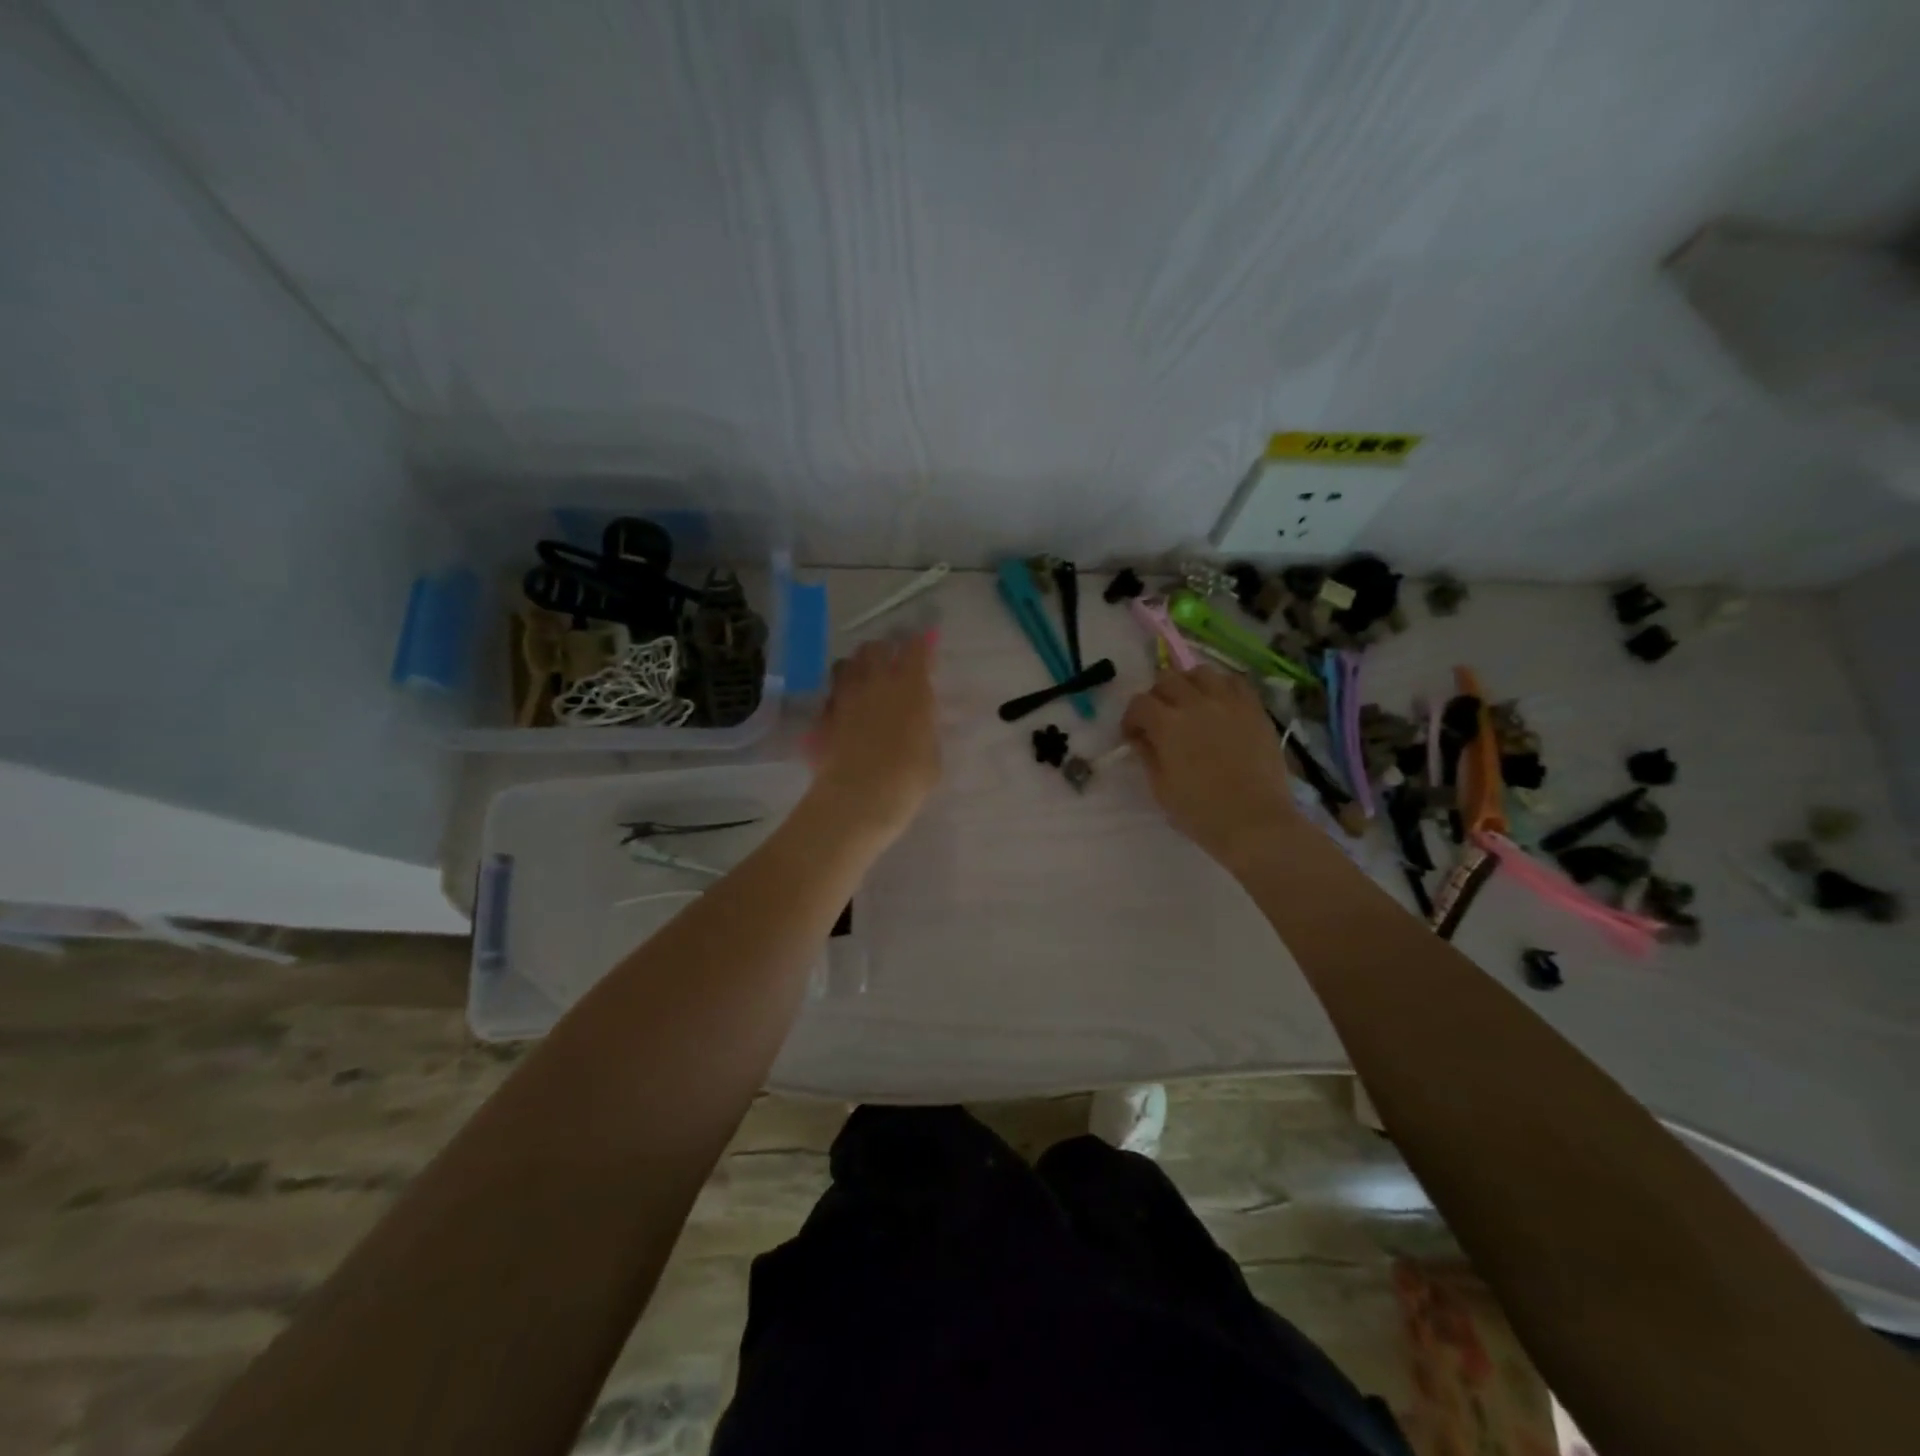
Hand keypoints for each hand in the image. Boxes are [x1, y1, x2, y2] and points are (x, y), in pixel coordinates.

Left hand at [808, 635, 942, 841]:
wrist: (858, 798)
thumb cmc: (908, 778)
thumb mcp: (932, 754)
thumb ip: (925, 729)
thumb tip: (921, 722)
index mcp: (910, 686)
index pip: (916, 649)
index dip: (920, 644)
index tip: (924, 644)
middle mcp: (874, 682)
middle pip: (875, 648)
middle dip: (884, 651)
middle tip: (890, 663)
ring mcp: (843, 697)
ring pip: (844, 664)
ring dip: (855, 667)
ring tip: (862, 680)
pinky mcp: (822, 717)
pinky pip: (829, 696)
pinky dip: (837, 697)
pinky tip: (842, 711)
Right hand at [1120, 666, 1298, 865]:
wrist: (1255, 822)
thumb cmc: (1201, 812)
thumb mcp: (1161, 788)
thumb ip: (1148, 755)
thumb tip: (1141, 737)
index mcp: (1167, 725)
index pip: (1139, 703)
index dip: (1131, 718)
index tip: (1133, 735)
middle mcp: (1196, 704)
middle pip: (1167, 678)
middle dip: (1157, 696)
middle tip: (1160, 717)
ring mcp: (1229, 702)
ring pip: (1201, 672)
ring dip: (1188, 684)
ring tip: (1191, 704)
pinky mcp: (1255, 709)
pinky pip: (1235, 681)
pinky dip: (1221, 686)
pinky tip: (1219, 703)